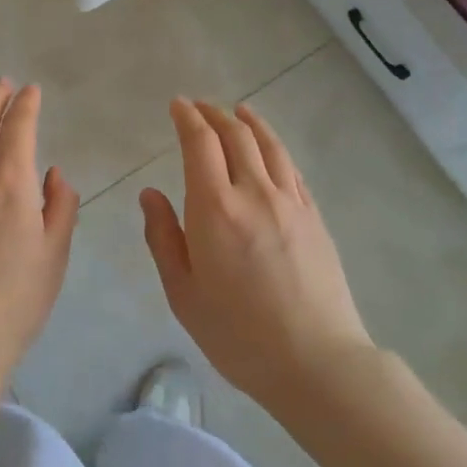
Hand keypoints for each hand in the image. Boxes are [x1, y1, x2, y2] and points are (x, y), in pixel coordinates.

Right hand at [141, 100, 373, 410]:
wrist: (317, 362)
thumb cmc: (238, 334)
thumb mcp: (183, 293)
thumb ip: (163, 237)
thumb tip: (150, 194)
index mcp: (215, 208)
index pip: (200, 143)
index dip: (187, 118)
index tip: (178, 104)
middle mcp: (254, 192)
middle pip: (235, 135)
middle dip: (214, 114)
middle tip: (199, 107)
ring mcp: (290, 202)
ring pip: (268, 145)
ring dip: (249, 121)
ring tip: (238, 110)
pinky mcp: (314, 216)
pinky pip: (291, 168)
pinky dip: (275, 147)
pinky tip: (270, 149)